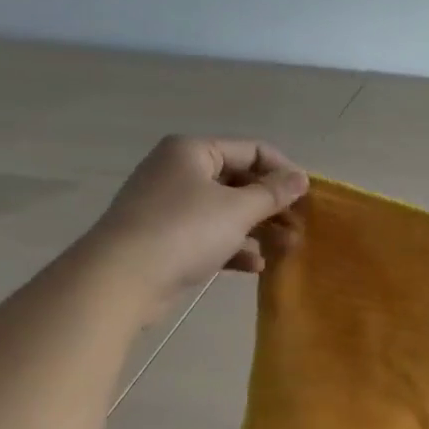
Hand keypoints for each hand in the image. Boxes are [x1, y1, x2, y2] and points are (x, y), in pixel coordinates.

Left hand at [99, 136, 307, 298]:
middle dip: (272, 205)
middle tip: (300, 226)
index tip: (308, 196)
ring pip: (225, 211)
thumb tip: (301, 177)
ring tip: (287, 248)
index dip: (283, 170)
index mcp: (193, 151)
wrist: (121, 279)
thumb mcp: (237, 209)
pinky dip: (233, 247)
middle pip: (238, 181)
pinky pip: (208, 236)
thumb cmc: (184, 231)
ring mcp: (169, 207)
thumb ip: (273, 193)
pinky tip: (256, 265)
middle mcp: (178, 172)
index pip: (251, 150)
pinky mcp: (165, 239)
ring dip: (258, 229)